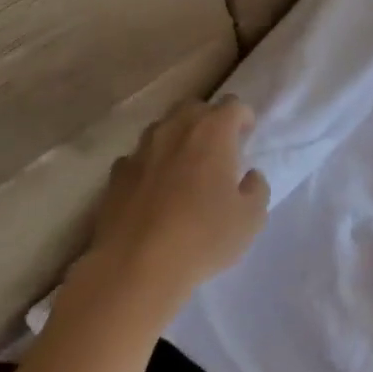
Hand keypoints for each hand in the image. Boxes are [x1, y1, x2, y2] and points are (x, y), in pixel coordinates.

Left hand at [64, 98, 269, 321]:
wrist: (137, 266)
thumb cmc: (205, 237)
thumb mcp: (252, 218)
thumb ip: (256, 188)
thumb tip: (249, 175)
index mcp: (212, 134)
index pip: (232, 106)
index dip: (243, 118)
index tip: (247, 136)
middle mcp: (174, 131)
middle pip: (194, 108)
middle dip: (209, 120)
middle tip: (219, 148)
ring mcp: (140, 151)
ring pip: (162, 129)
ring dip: (178, 139)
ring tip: (187, 167)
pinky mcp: (115, 175)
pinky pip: (139, 158)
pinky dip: (152, 165)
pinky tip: (156, 190)